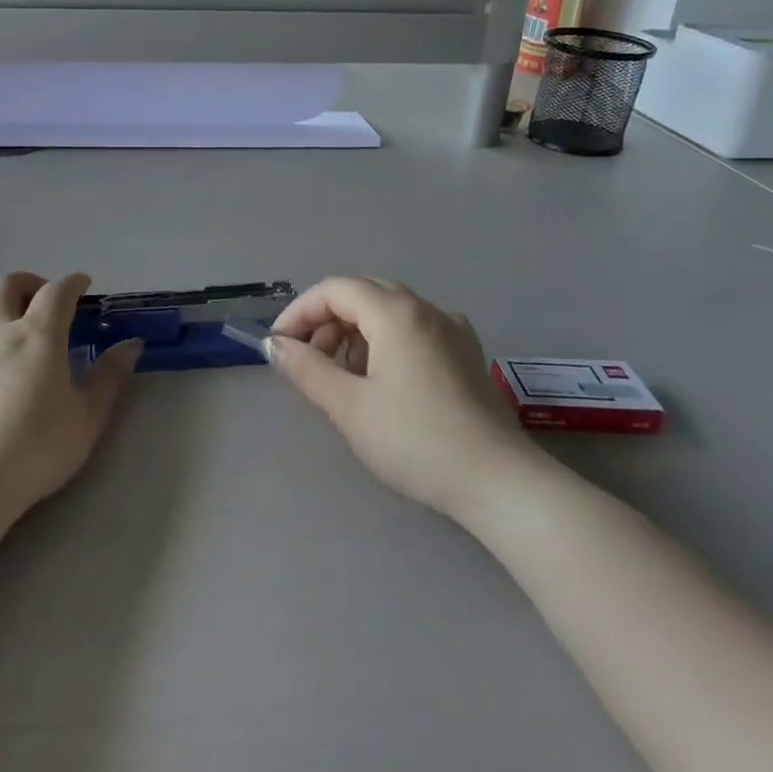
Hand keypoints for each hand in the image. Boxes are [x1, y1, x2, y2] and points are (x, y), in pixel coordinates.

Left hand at [0, 272, 142, 524]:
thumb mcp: (87, 419)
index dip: (72, 282)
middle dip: (26, 281)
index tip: (82, 285)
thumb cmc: (35, 452)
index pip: (58, 293)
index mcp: (37, 337)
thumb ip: (110, 377)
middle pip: (6, 285)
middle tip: (39, 296)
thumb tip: (132, 344)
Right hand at [265, 277, 535, 520]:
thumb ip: (306, 368)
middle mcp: (426, 309)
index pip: (335, 289)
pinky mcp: (466, 352)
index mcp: (396, 313)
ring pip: (389, 310)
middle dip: (326, 320)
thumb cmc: (415, 441)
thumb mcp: (349, 406)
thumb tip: (275, 345)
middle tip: (307, 360)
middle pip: (363, 294)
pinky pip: (414, 328)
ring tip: (341, 375)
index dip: (300, 311)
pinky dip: (385, 341)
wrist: (498, 481)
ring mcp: (452, 329)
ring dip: (355, 331)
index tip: (279, 345)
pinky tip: (380, 379)